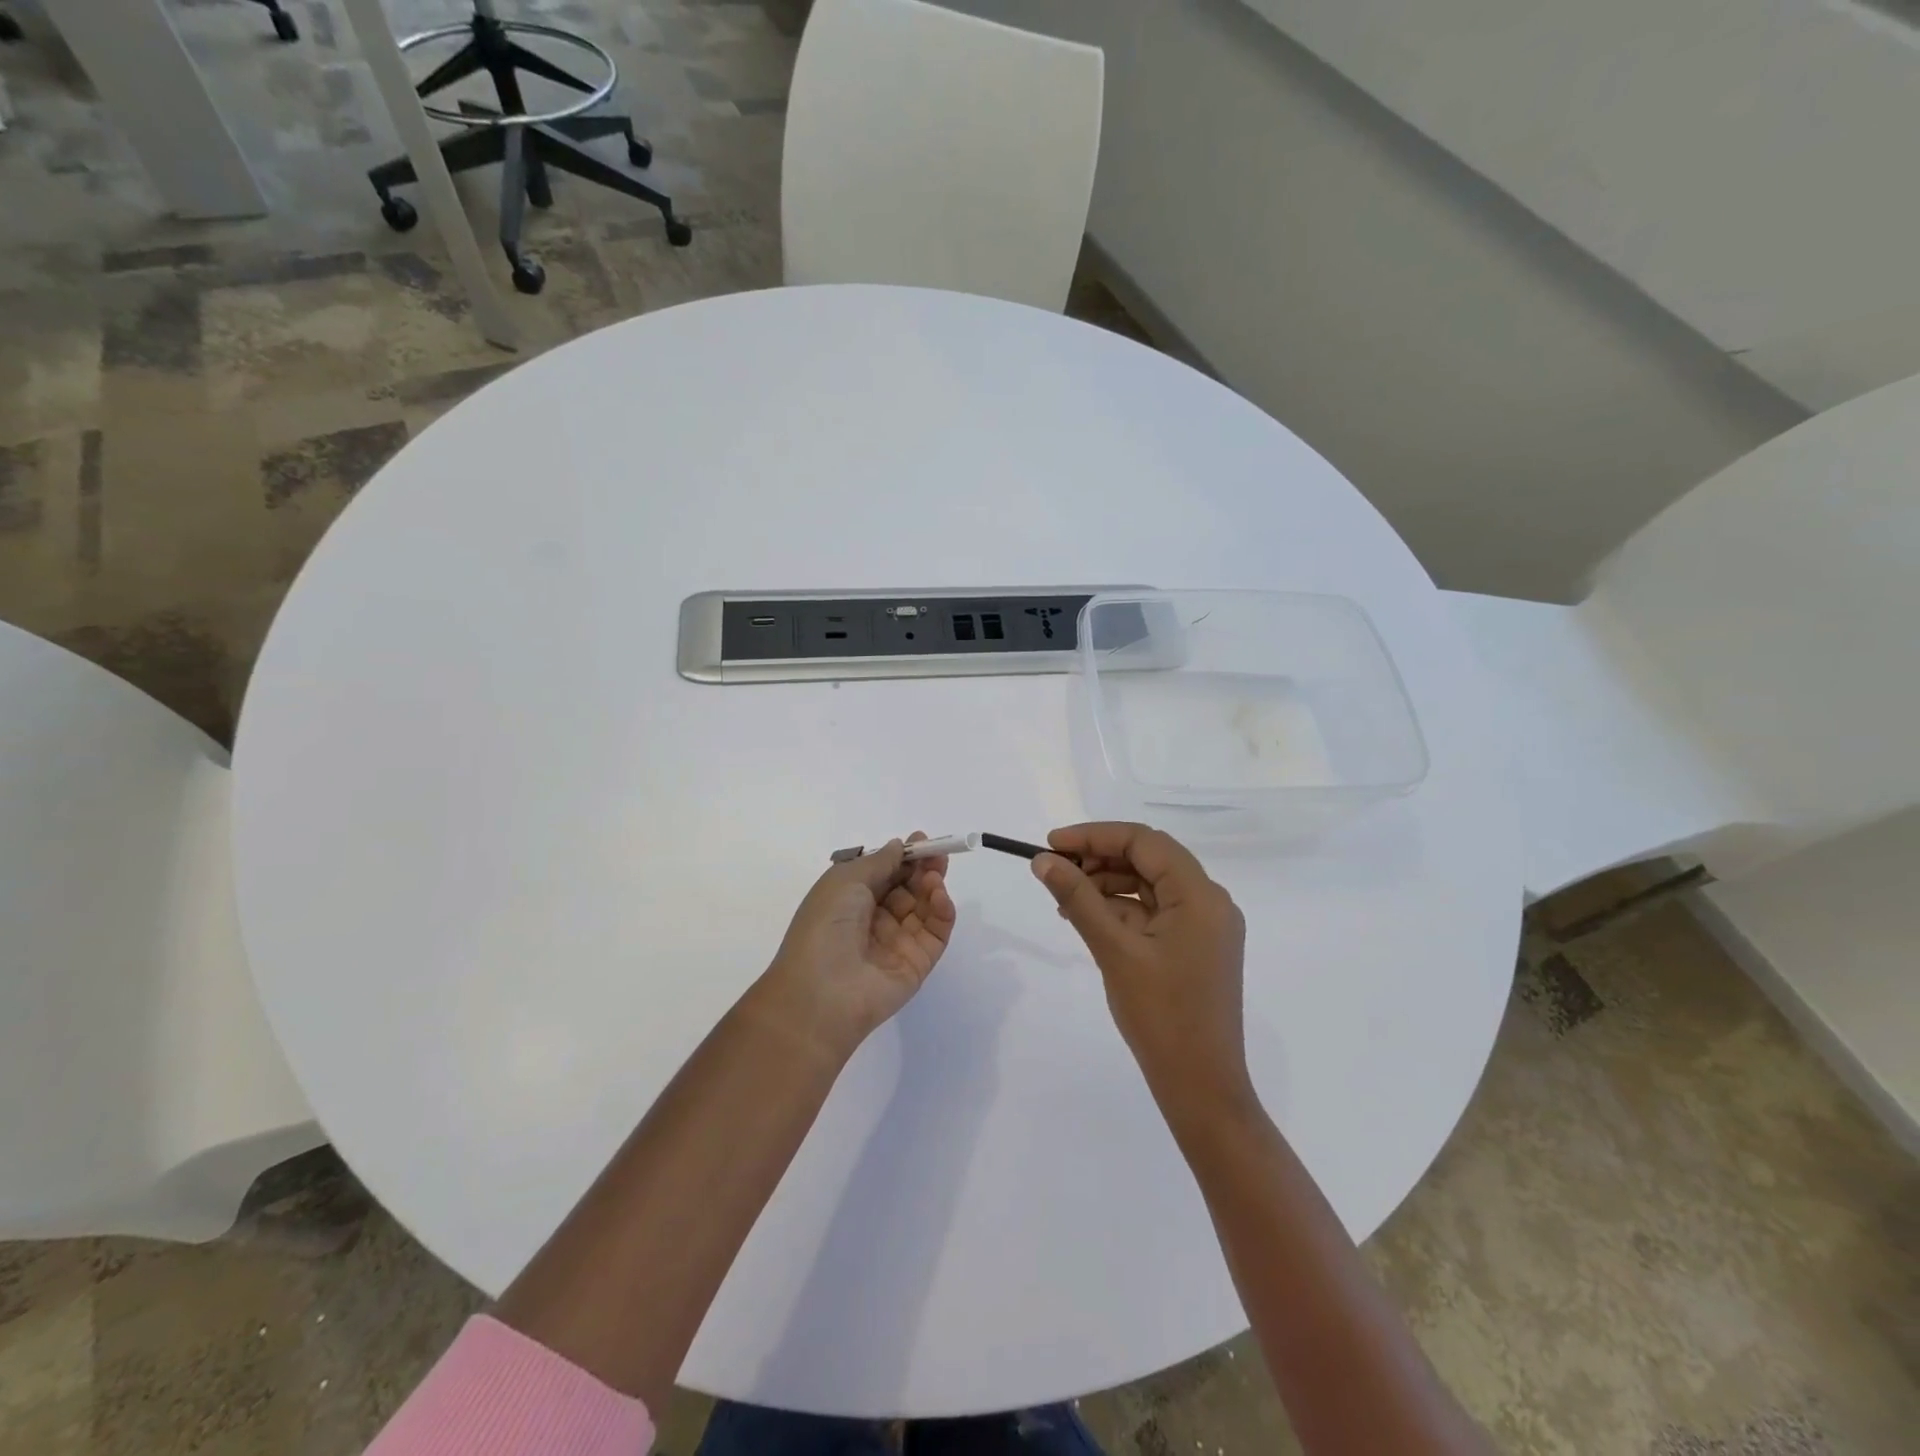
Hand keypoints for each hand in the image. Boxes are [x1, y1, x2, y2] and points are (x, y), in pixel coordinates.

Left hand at [761, 834, 956, 1056]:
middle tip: (938, 854)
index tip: (922, 840)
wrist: (822, 992)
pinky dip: (942, 911)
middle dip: (923, 868)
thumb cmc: (825, 927)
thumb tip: (899, 847)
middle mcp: (874, 920)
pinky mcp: (917, 963)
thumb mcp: (845, 881)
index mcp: (850, 900)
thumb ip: (878, 862)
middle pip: (907, 889)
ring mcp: (897, 943)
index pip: (884, 874)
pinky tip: (940, 896)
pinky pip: (936, 932)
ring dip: (932, 887)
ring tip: (934, 877)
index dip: (903, 857)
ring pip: (924, 908)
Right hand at [1032, 823, 1251, 1120]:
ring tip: (1064, 899)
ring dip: (1107, 884)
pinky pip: (1155, 912)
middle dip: (1099, 859)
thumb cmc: (1161, 1016)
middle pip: (1149, 859)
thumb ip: (1078, 899)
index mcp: (1201, 895)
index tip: (1051, 844)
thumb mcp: (1114, 951)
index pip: (1144, 842)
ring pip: (1149, 885)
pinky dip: (1121, 910)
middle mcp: (1209, 902)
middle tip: (1054, 871)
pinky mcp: (1194, 946)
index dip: (1094, 836)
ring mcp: (1204, 926)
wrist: (1201, 1087)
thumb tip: (1042, 860)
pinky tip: (1087, 919)